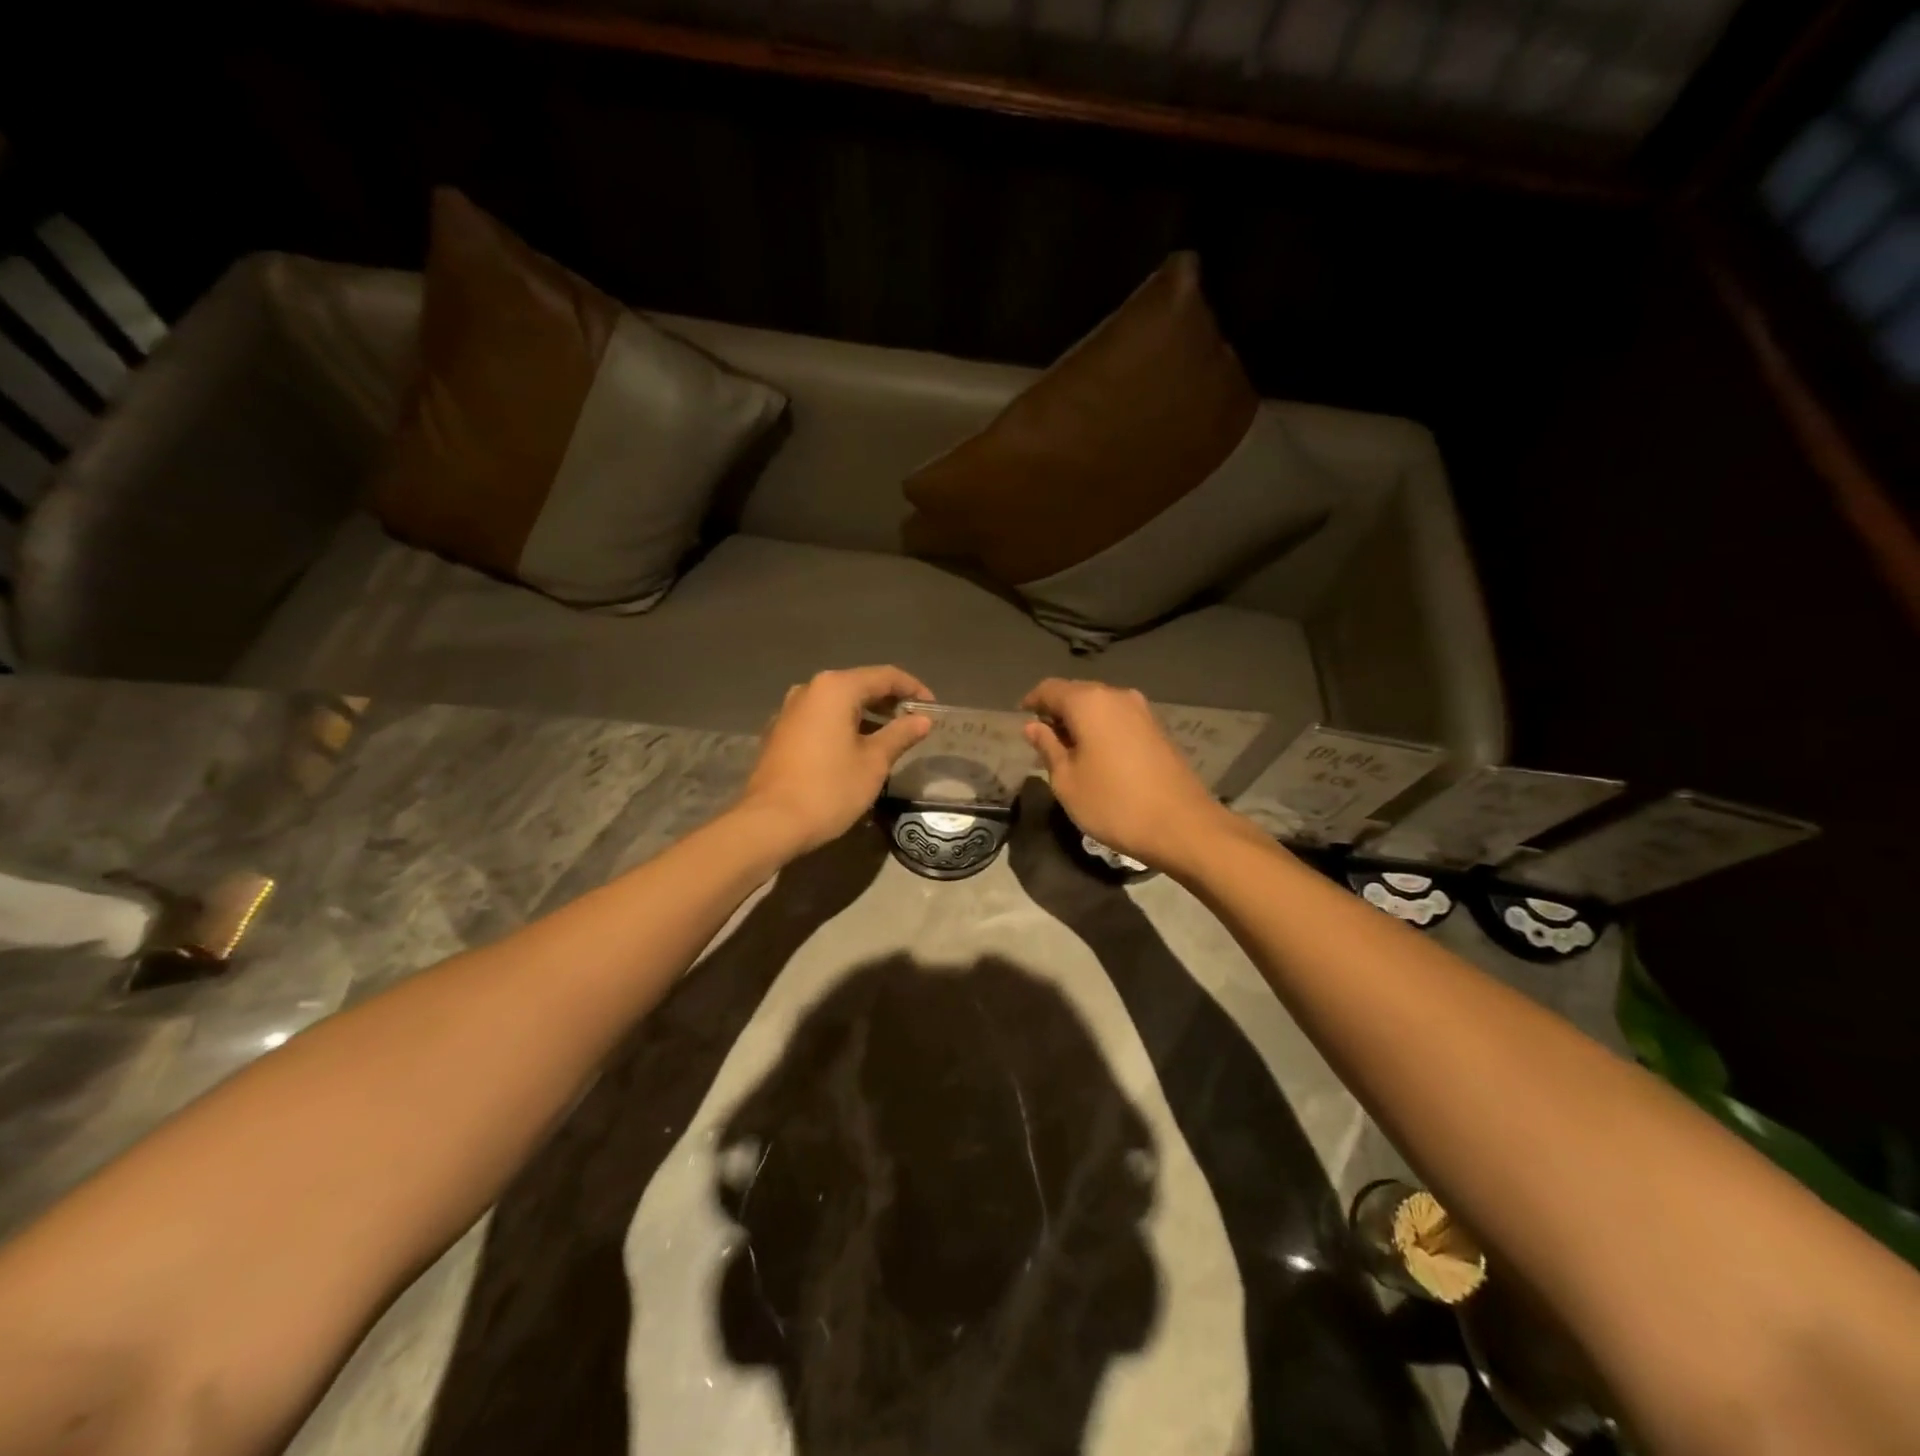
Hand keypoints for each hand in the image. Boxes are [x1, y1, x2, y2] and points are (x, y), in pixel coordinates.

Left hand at [736, 666, 933, 855]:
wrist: (770, 823)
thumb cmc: (829, 789)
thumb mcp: (874, 763)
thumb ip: (900, 735)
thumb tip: (922, 721)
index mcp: (835, 688)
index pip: (884, 676)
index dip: (913, 689)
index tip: (932, 708)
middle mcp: (809, 690)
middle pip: (858, 685)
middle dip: (888, 701)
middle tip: (914, 722)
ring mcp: (789, 710)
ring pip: (837, 703)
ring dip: (865, 714)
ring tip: (889, 736)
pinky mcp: (779, 732)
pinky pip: (819, 719)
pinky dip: (842, 725)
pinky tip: (855, 748)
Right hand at [1021, 679, 1233, 871]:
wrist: (1182, 825)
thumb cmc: (1113, 803)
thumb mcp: (1067, 780)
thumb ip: (1048, 747)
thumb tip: (1034, 726)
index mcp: (1089, 702)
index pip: (1050, 689)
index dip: (1032, 701)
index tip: (1020, 716)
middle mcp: (1117, 696)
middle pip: (1077, 693)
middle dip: (1056, 710)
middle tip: (1041, 737)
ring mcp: (1142, 711)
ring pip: (1100, 705)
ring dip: (1080, 720)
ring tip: (1067, 749)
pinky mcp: (1157, 728)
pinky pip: (1118, 718)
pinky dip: (1101, 728)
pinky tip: (1096, 754)